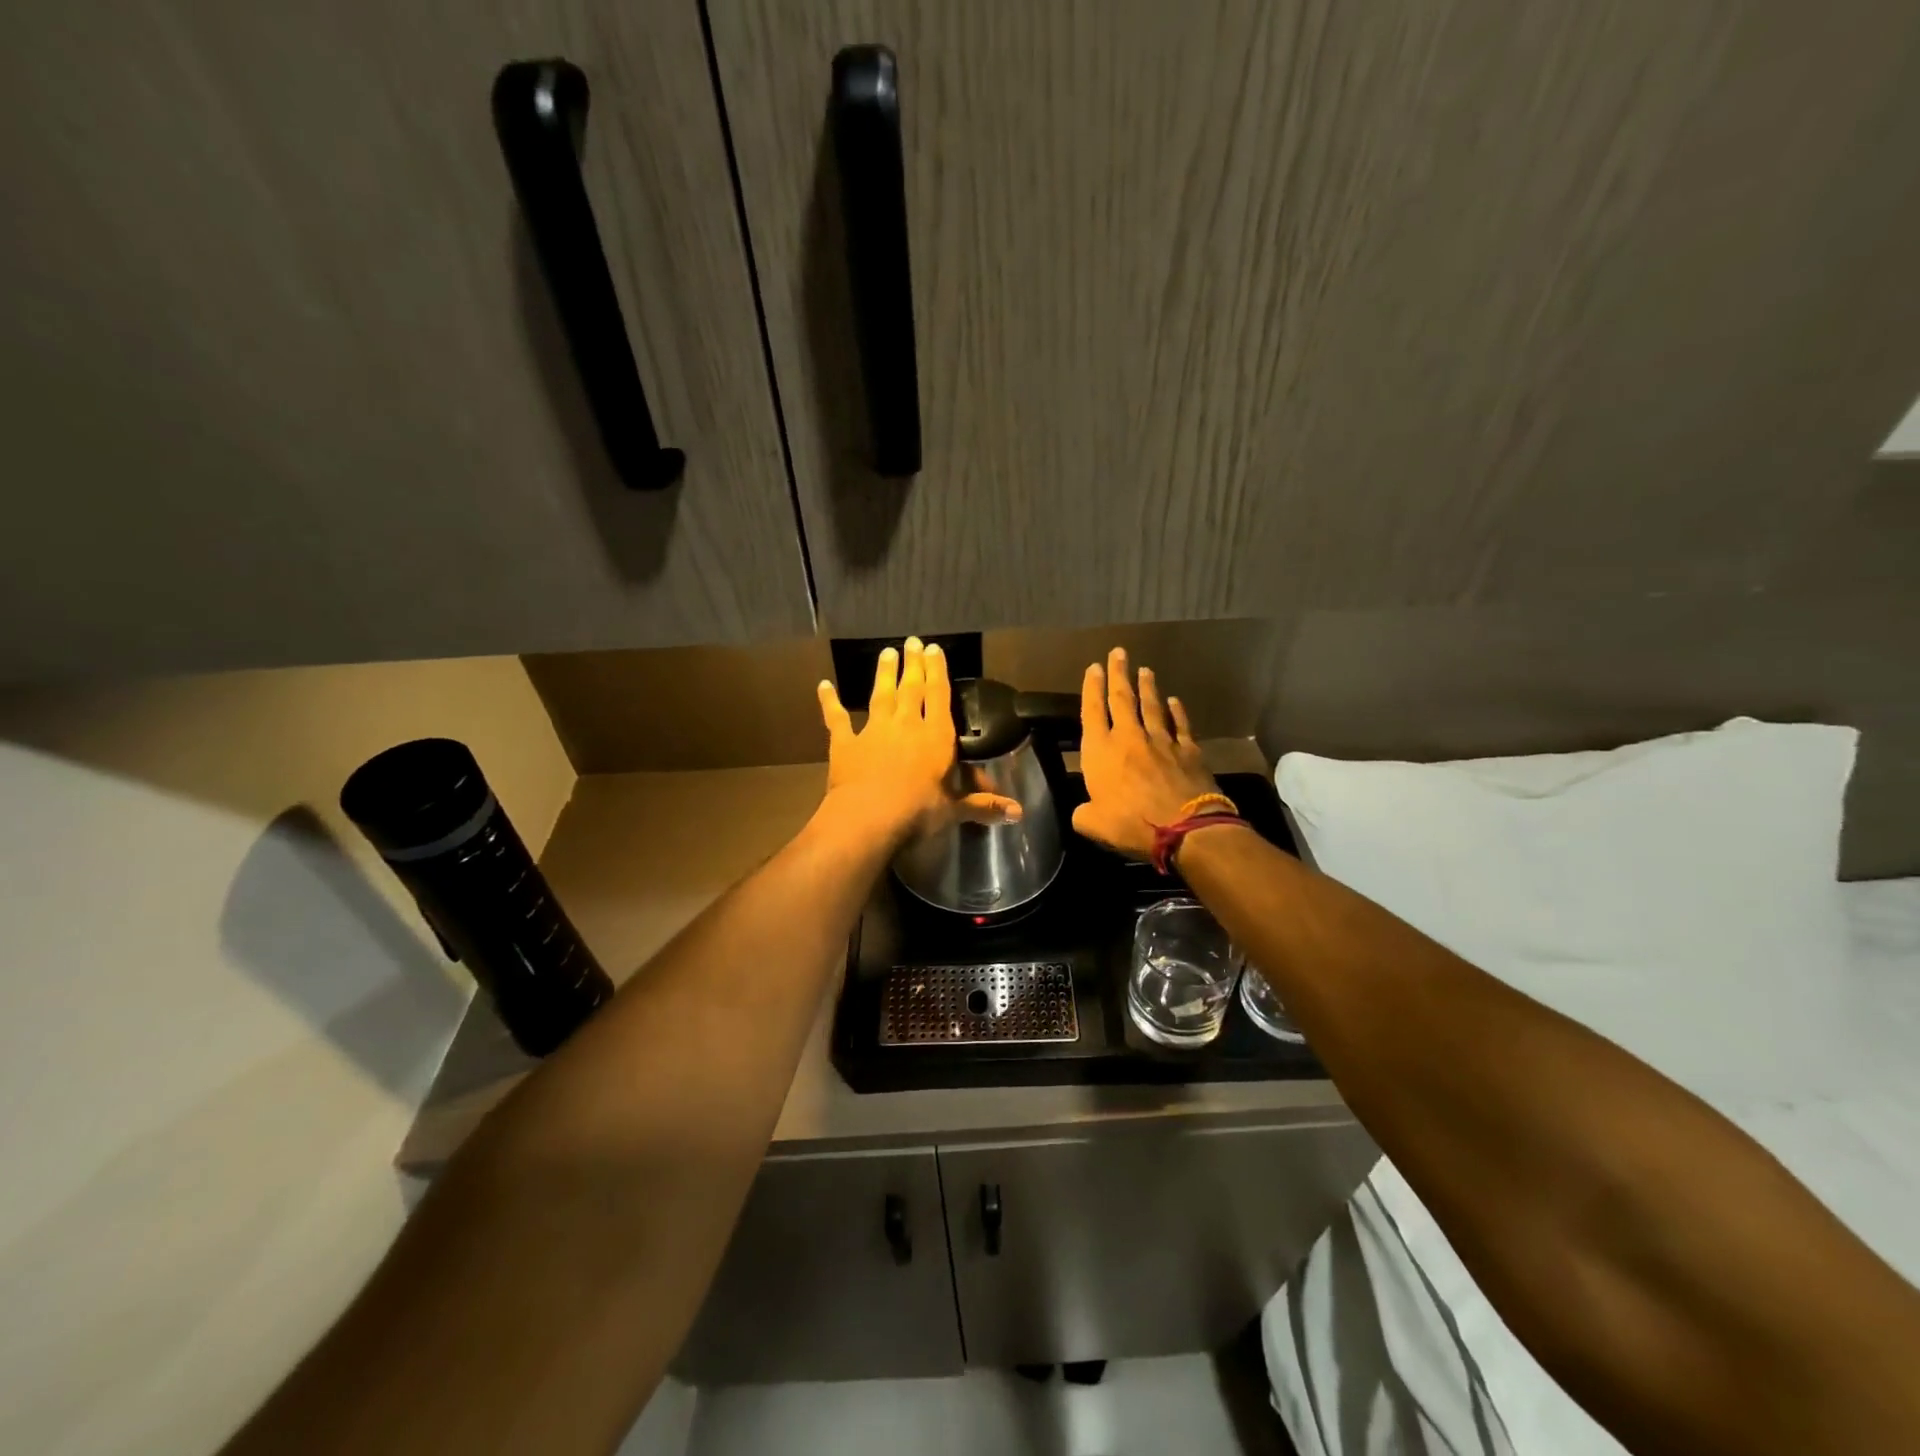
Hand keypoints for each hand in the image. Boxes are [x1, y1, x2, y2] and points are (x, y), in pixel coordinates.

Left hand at [817, 637, 1022, 841]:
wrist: (870, 817)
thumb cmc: (920, 811)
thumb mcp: (956, 810)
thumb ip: (984, 806)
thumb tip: (1019, 813)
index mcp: (936, 737)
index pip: (939, 696)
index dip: (937, 671)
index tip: (935, 649)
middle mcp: (907, 725)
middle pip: (912, 688)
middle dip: (913, 664)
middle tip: (913, 641)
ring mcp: (874, 731)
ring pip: (881, 695)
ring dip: (885, 674)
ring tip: (887, 652)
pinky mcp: (846, 744)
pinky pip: (837, 718)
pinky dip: (830, 702)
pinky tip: (824, 686)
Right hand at [1072, 647, 1219, 859]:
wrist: (1185, 828)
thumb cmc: (1132, 824)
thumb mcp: (1093, 825)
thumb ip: (1083, 814)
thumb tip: (1083, 811)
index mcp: (1101, 752)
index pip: (1092, 712)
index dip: (1091, 688)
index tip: (1093, 668)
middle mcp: (1129, 738)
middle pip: (1122, 699)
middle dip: (1119, 674)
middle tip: (1119, 653)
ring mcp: (1161, 741)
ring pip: (1152, 706)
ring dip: (1147, 687)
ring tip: (1145, 670)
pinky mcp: (1188, 750)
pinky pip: (1181, 724)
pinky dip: (1177, 711)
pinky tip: (1175, 700)